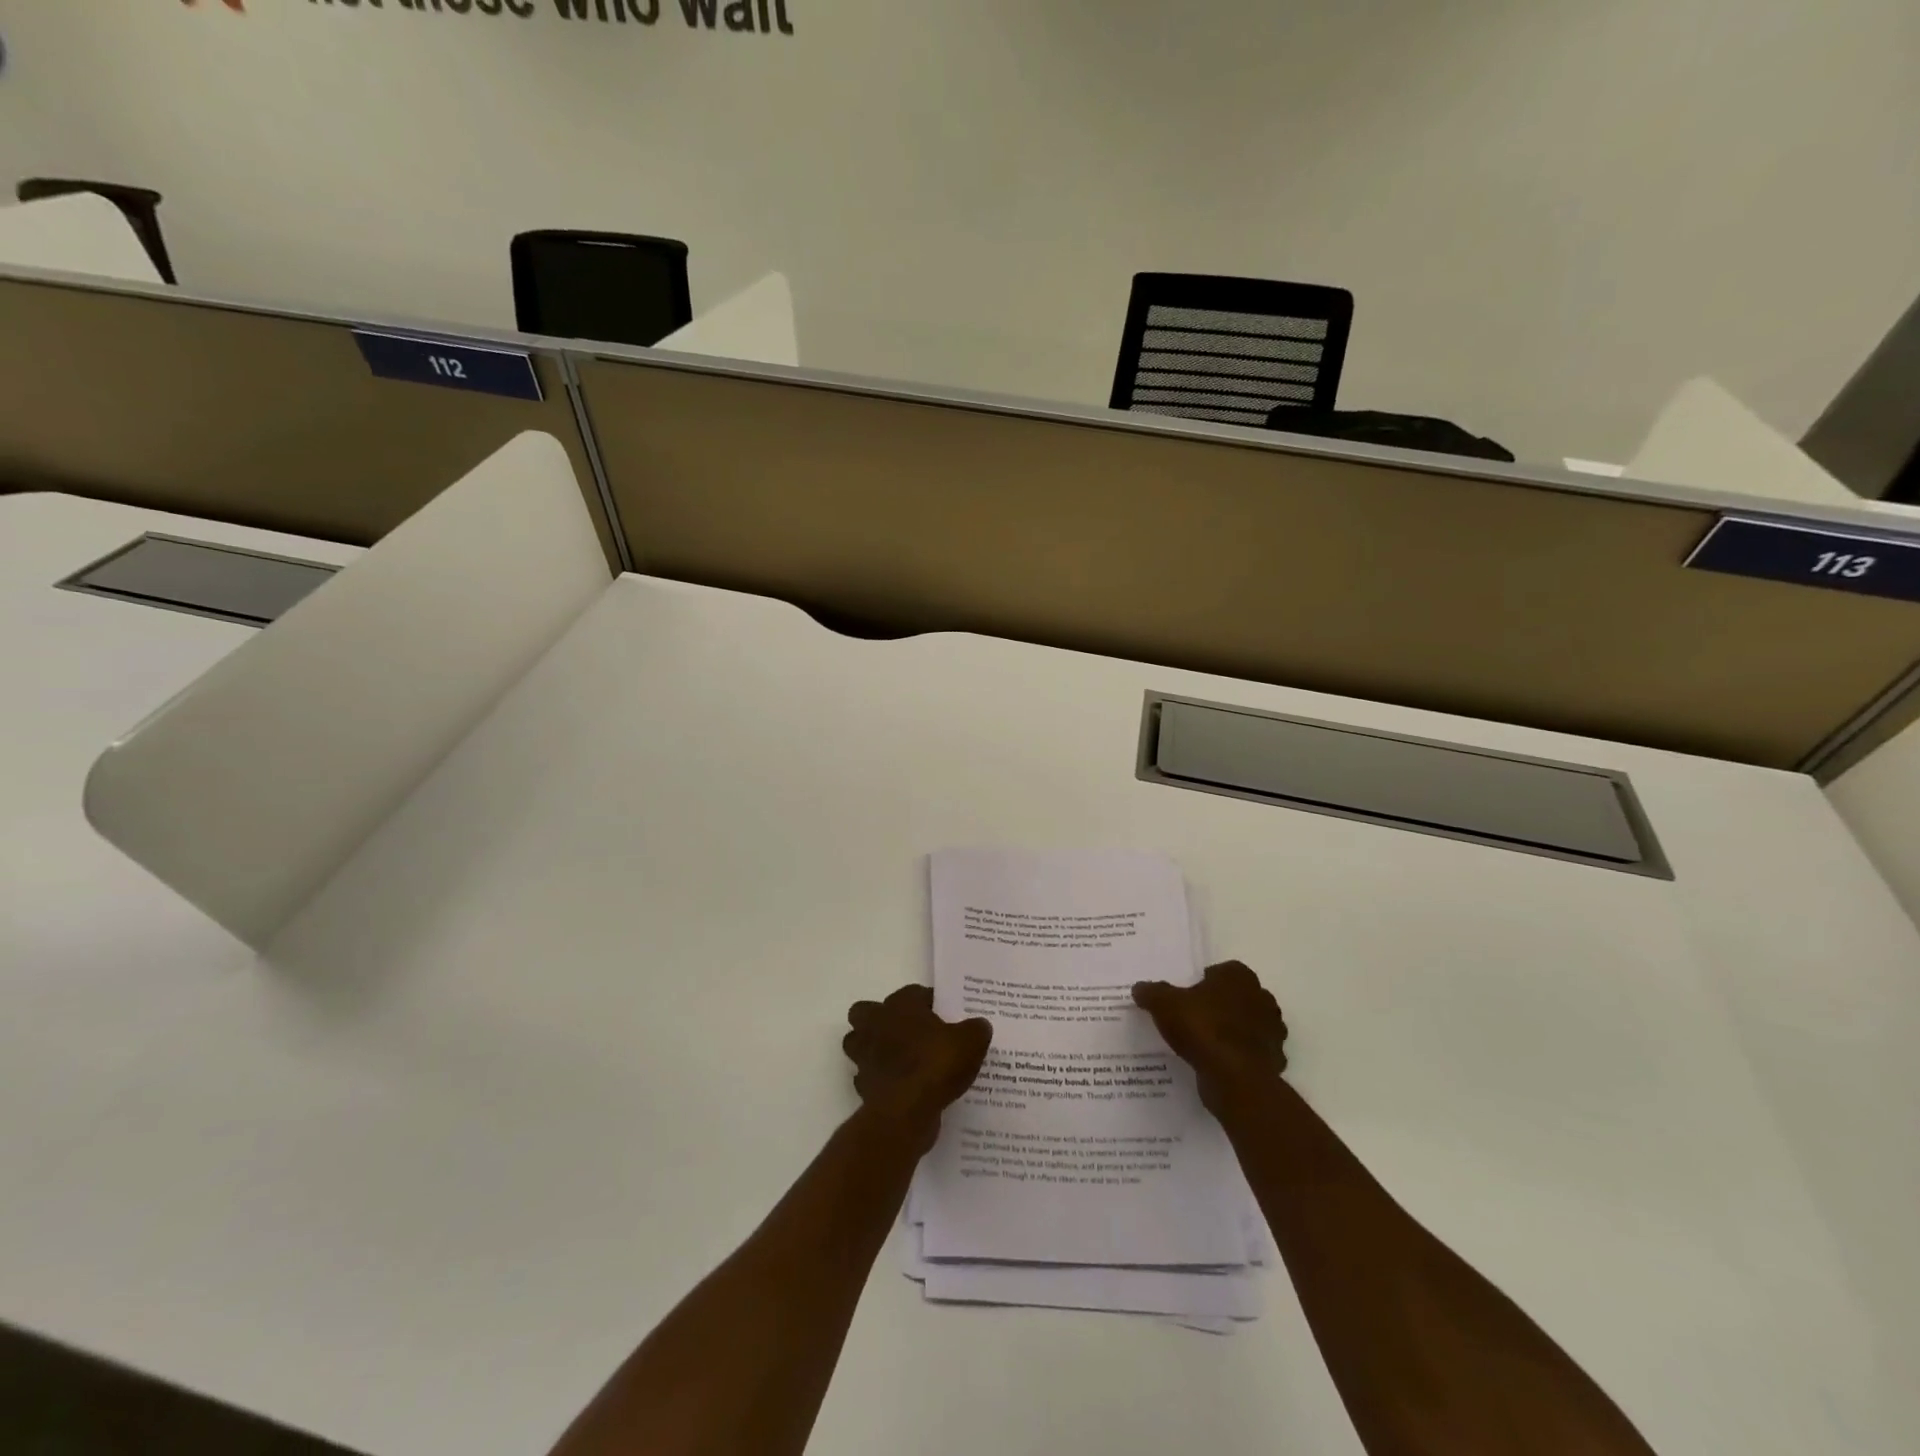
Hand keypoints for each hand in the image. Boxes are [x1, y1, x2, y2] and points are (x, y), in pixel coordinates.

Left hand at [842, 985, 991, 1149]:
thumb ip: (976, 1029)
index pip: (914, 992)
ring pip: (858, 1043)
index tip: (945, 1015)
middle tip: (910, 1032)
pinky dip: (879, 1079)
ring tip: (901, 1059)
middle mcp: (876, 1024)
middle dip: (882, 1019)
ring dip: (873, 1048)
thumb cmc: (936, 1064)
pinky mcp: (863, 1085)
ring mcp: (864, 1056)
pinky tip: (900, 1087)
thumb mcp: (971, 1041)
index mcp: (901, 1005)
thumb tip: (979, 1025)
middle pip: (867, 1012)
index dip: (930, 1002)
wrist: (907, 1111)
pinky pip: (868, 1076)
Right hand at [1133, 960, 1287, 1116]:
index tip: (1187, 997)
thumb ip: (1152, 992)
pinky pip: (1252, 1053)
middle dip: (1220, 1005)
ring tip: (1204, 1044)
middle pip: (1237, 997)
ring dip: (1233, 1031)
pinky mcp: (1274, 1059)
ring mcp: (1272, 1031)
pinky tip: (1218, 1065)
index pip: (1222, 971)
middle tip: (1194, 1018)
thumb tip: (1139, 988)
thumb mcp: (1164, 1004)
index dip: (1204, 982)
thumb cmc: (1202, 1028)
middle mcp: (1261, 998)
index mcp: (1239, 977)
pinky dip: (1239, 1056)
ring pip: (1248, 1025)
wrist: (1235, 1078)